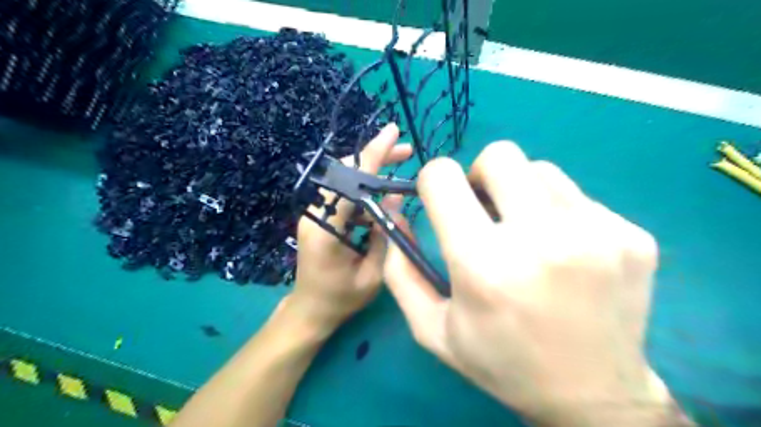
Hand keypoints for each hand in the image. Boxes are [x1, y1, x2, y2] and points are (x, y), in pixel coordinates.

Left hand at [290, 123, 410, 330]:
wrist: (309, 310)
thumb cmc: (341, 299)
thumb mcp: (373, 274)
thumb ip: (384, 236)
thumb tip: (395, 198)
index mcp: (325, 229)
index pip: (351, 182)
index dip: (373, 156)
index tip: (393, 132)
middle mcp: (316, 214)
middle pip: (346, 174)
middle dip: (376, 158)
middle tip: (406, 150)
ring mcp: (315, 214)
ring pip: (346, 181)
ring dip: (372, 172)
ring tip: (400, 167)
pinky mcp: (320, 217)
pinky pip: (345, 195)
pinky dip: (365, 189)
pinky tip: (384, 195)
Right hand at [388, 141, 671, 424]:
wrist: (594, 397)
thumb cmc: (501, 363)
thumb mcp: (432, 328)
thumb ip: (400, 270)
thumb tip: (398, 213)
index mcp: (483, 264)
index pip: (443, 177)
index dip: (433, 180)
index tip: (442, 200)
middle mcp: (542, 239)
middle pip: (499, 155)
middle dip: (479, 175)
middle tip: (485, 209)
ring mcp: (596, 233)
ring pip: (539, 169)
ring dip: (521, 192)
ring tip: (526, 232)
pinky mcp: (631, 236)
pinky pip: (578, 196)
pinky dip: (558, 212)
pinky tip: (564, 252)